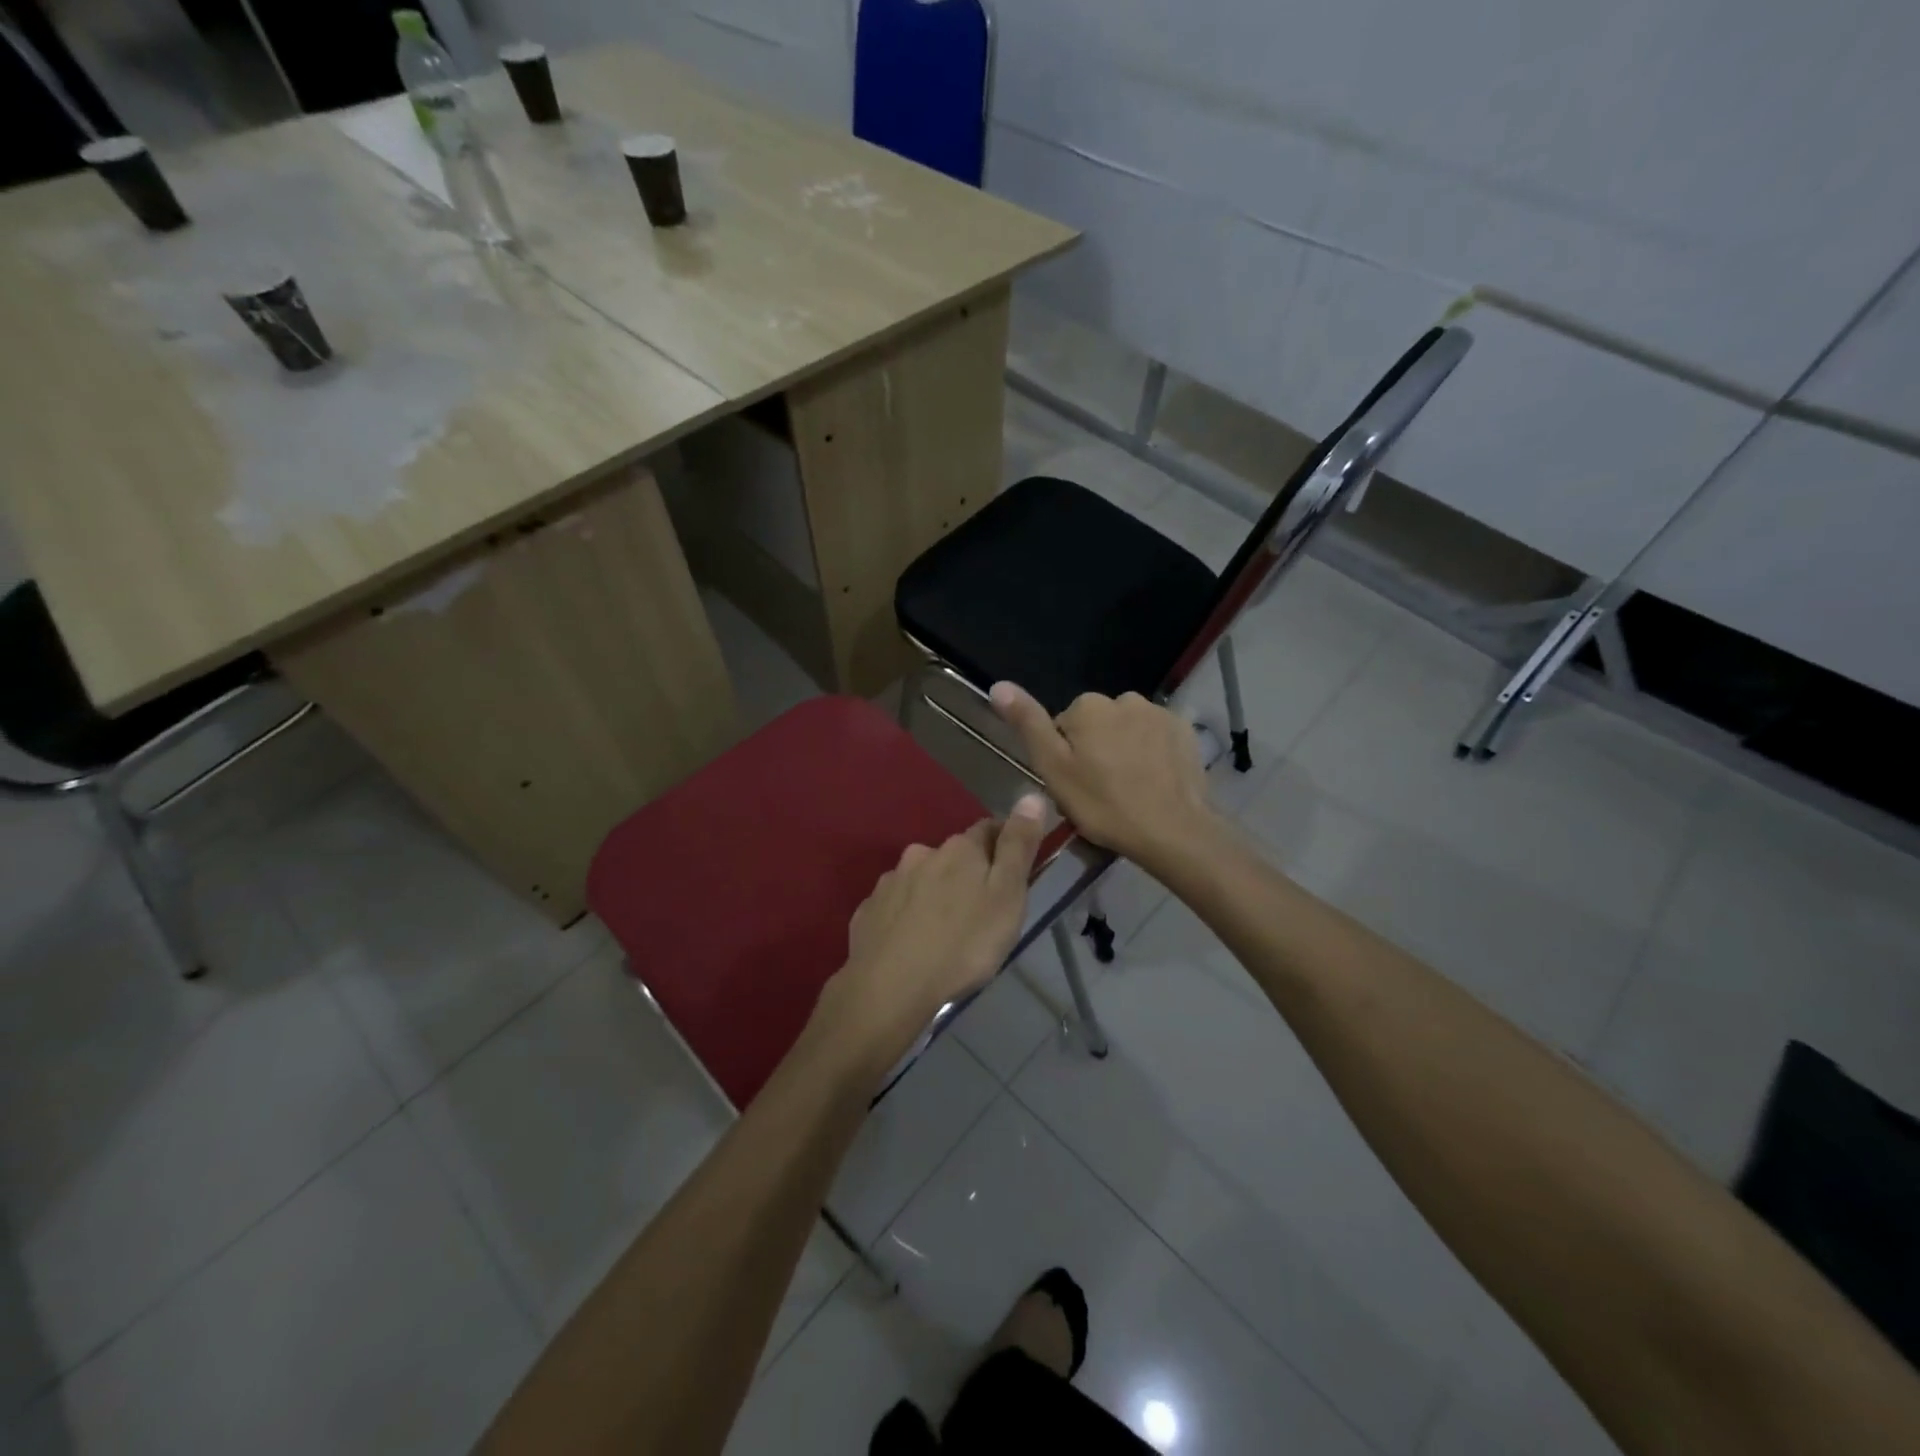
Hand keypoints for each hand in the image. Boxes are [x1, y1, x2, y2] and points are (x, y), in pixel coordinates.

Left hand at [809, 794, 1046, 1083]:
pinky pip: (895, 905)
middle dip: (966, 874)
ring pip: (921, 879)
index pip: (989, 829)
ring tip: (944, 931)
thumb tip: (1031, 796)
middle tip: (979, 911)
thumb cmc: (963, 943)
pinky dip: (906, 915)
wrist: (891, 985)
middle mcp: (922, 854)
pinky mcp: (868, 910)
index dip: (1004, 845)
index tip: (1012, 872)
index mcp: (960, 849)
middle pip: (952, 856)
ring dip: (934, 894)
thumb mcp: (1007, 896)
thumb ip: (1018, 846)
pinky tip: (911, 942)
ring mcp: (890, 882)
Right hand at [989, 683, 1219, 873]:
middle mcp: (1123, 698)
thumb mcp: (1054, 769)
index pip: (1063, 727)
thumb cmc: (1104, 805)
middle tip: (1100, 792)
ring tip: (1130, 789)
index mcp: (1087, 706)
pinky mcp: (1184, 730)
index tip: (1074, 786)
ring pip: (1127, 730)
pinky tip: (1154, 782)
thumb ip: (1028, 724)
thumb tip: (998, 685)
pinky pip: (1156, 737)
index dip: (1065, 758)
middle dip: (1095, 750)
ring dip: (1124, 750)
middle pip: (1097, 725)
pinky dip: (1152, 753)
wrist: (1173, 830)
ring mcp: (1158, 713)